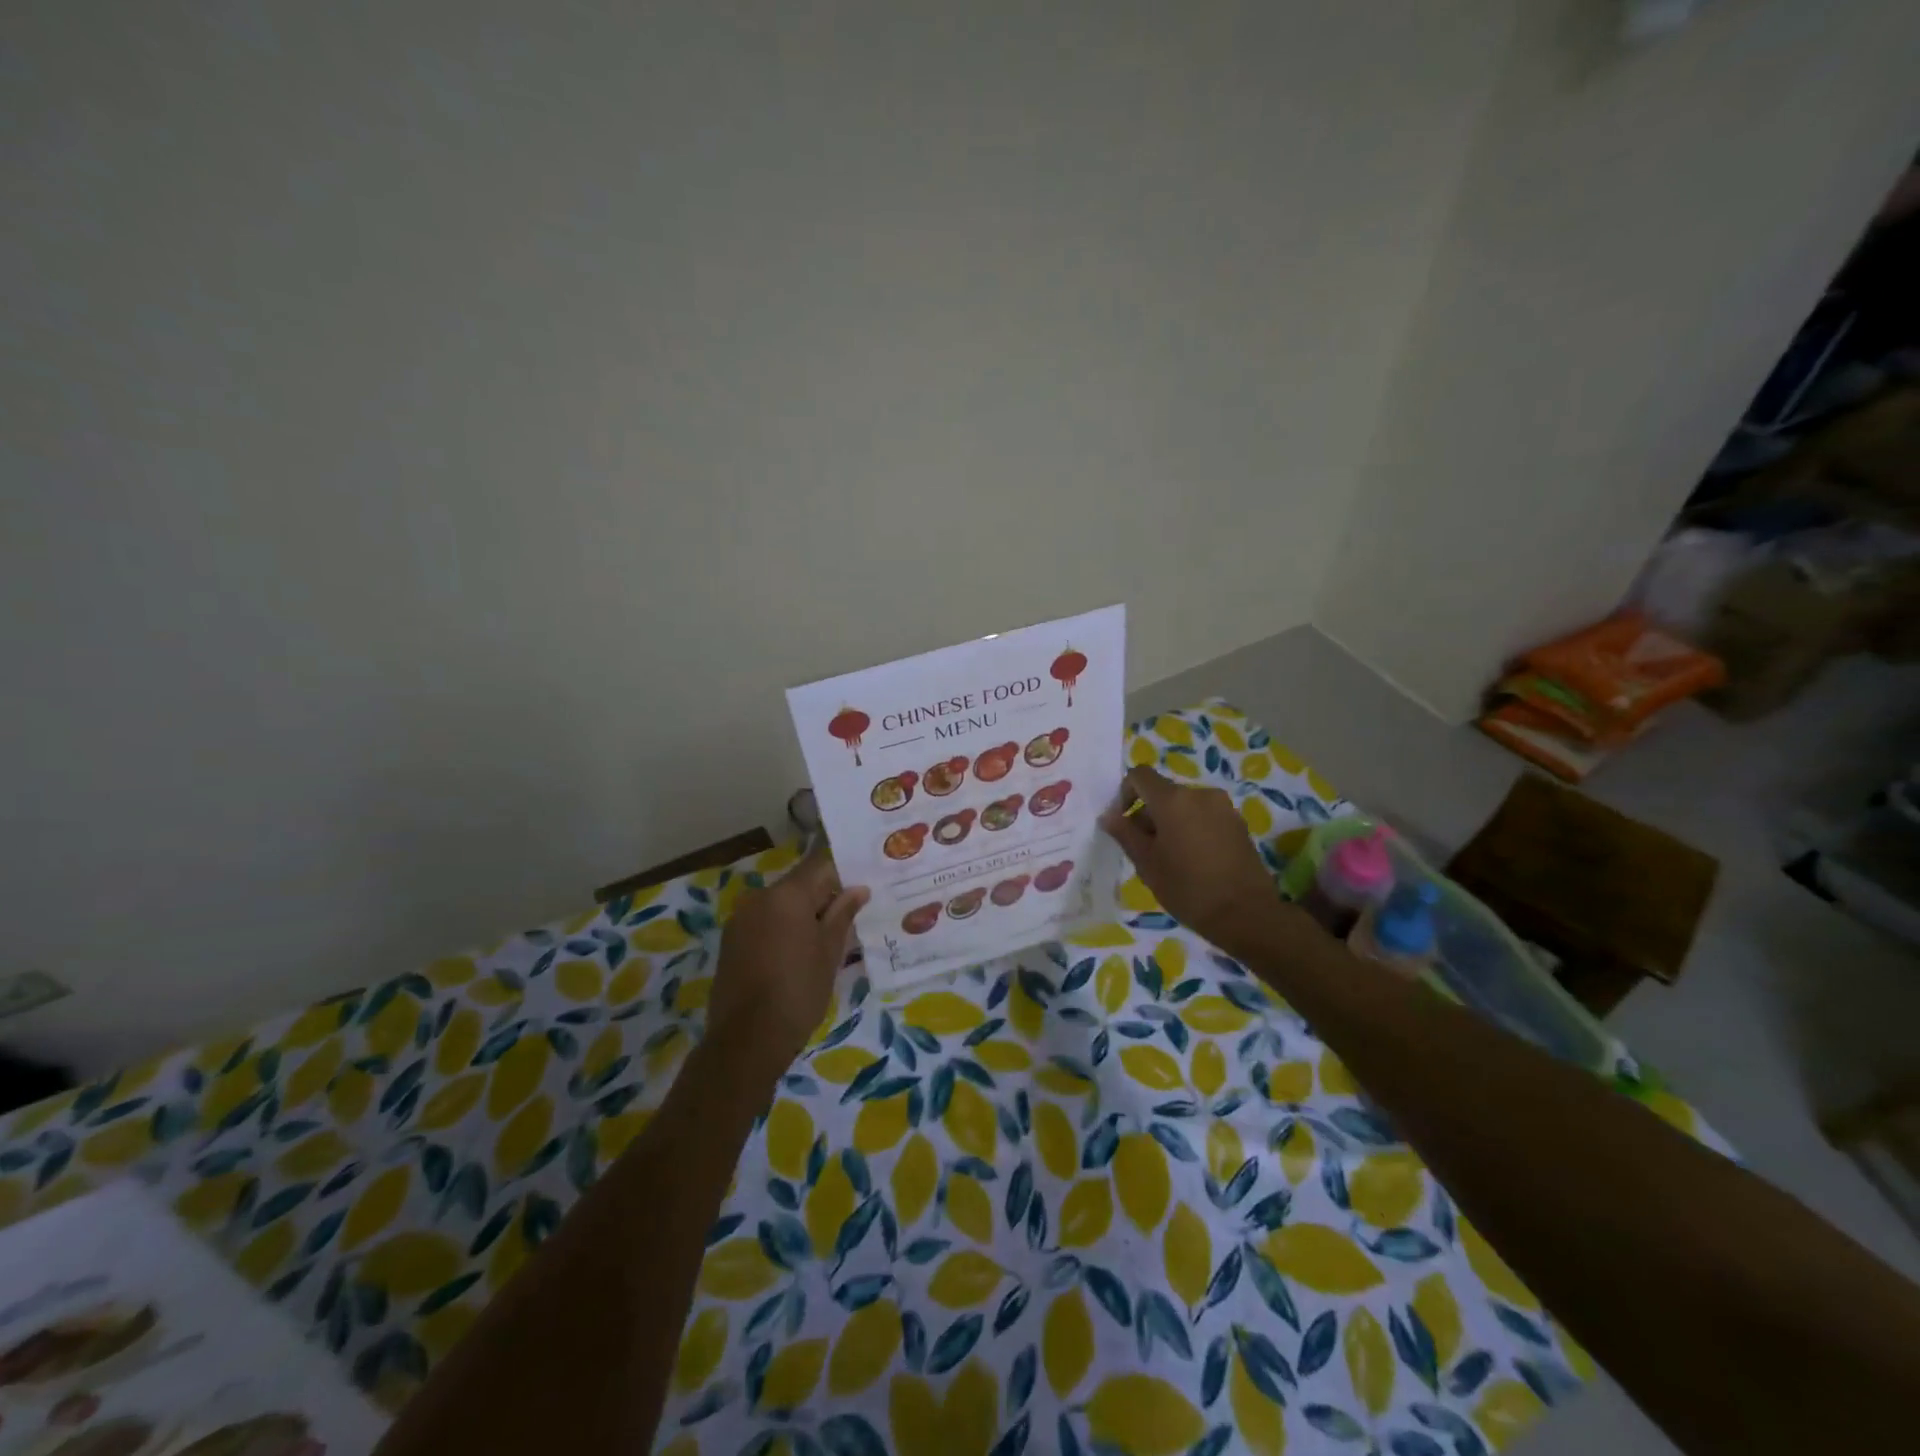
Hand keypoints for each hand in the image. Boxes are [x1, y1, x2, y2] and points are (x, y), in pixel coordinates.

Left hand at [708, 847, 868, 1080]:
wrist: (747, 1040)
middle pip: (799, 884)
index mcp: (787, 894)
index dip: (843, 873)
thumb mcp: (830, 952)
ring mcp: (741, 919)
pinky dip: (782, 930)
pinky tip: (797, 954)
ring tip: (826, 940)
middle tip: (850, 918)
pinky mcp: (730, 941)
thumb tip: (858, 889)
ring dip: (802, 915)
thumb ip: (843, 914)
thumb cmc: (799, 991)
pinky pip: (764, 923)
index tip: (861, 887)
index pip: (820, 865)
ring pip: (781, 905)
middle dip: (824, 897)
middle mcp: (759, 897)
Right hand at [1100, 765, 1283, 953]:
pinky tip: (1195, 862)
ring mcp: (1223, 807)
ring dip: (1171, 823)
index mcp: (1173, 800)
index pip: (1140, 775)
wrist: (1248, 914)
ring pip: (1185, 806)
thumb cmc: (1188, 889)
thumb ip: (1125, 834)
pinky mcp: (1239, 823)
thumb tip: (1109, 815)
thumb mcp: (1147, 864)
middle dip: (1149, 815)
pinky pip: (1205, 817)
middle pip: (1163, 793)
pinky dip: (1193, 829)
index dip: (1125, 793)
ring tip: (1172, 859)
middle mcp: (1200, 793)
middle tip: (1146, 851)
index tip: (1124, 824)